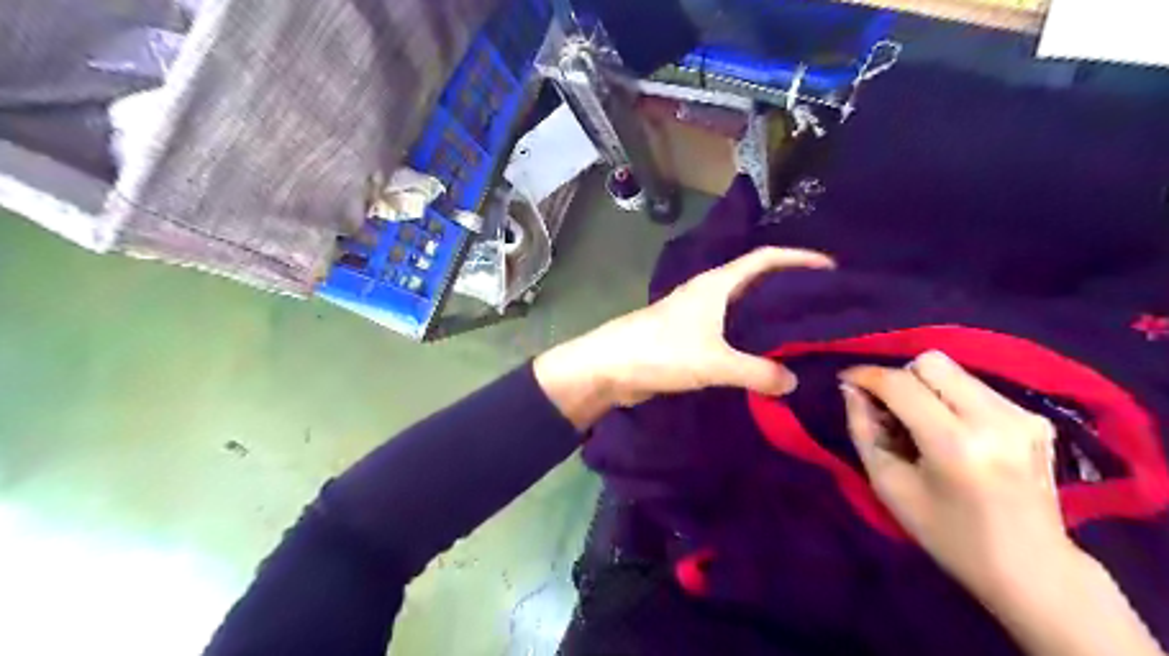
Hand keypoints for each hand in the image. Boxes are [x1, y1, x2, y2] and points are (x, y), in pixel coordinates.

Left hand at [532, 248, 835, 426]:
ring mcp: (696, 314)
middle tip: (824, 305)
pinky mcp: (688, 336)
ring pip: (741, 308)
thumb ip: (757, 372)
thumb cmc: (660, 351)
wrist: (610, 368)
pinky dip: (748, 339)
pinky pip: (728, 332)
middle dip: (788, 288)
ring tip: (801, 332)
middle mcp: (708, 293)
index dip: (798, 258)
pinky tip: (763, 356)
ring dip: (767, 316)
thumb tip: (792, 382)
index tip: (831, 268)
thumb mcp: (713, 361)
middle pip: (756, 281)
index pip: (765, 258)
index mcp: (717, 284)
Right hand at [836, 354, 1069, 603]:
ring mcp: (1022, 415)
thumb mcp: (888, 485)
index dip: (867, 375)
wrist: (1033, 569)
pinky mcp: (1035, 418)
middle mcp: (995, 419)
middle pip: (931, 362)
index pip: (901, 384)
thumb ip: (863, 430)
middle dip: (900, 378)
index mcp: (956, 444)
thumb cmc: (948, 534)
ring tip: (920, 423)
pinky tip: (951, 431)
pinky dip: (951, 398)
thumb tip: (851, 390)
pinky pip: (975, 386)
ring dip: (925, 387)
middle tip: (889, 409)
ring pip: (953, 370)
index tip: (845, 380)